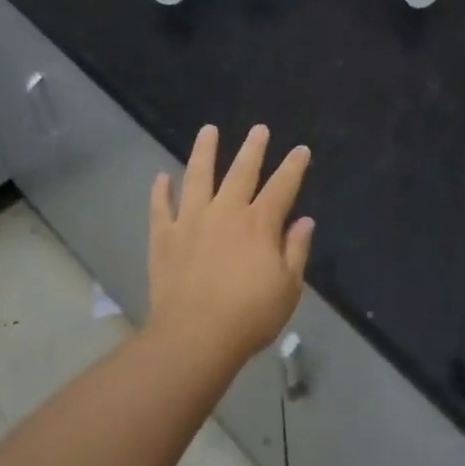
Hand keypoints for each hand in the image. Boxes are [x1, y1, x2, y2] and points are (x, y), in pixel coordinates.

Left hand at [148, 125, 313, 365]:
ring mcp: (191, 221)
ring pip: (198, 177)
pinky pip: (160, 208)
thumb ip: (296, 250)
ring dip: (204, 152)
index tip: (300, 149)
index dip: (293, 167)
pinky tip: (162, 177)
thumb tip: (304, 221)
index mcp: (259, 224)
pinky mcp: (164, 238)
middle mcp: (226, 213)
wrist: (194, 336)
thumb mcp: (288, 288)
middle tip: (258, 129)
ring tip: (208, 130)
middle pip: (241, 172)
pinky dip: (161, 191)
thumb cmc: (249, 315)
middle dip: (253, 149)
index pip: (282, 187)